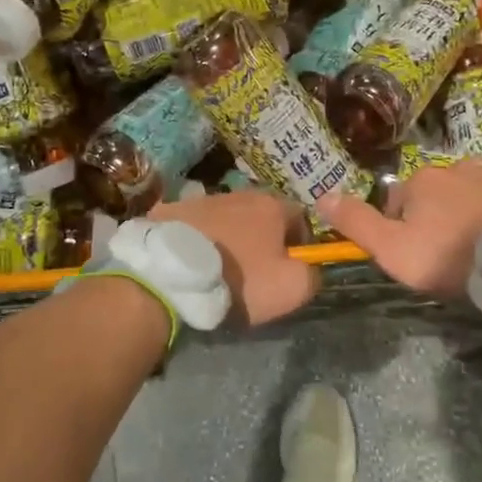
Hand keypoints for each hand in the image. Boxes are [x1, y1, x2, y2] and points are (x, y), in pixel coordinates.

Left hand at [149, 190, 317, 325]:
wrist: (170, 276)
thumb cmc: (238, 280)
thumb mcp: (291, 288)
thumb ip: (312, 274)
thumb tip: (310, 268)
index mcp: (271, 206)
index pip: (300, 217)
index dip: (300, 243)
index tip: (289, 268)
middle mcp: (239, 193)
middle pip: (261, 214)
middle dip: (263, 238)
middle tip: (254, 271)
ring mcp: (201, 199)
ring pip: (226, 217)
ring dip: (229, 237)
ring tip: (217, 268)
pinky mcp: (170, 210)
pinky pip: (193, 224)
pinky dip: (196, 238)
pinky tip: (189, 261)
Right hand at [316, 160, 481, 298]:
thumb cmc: (455, 258)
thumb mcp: (395, 252)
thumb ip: (358, 224)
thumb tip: (322, 194)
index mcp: (421, 183)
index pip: (399, 203)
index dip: (405, 230)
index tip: (422, 257)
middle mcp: (455, 166)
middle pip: (438, 193)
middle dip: (442, 216)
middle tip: (458, 254)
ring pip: (475, 189)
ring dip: (475, 208)